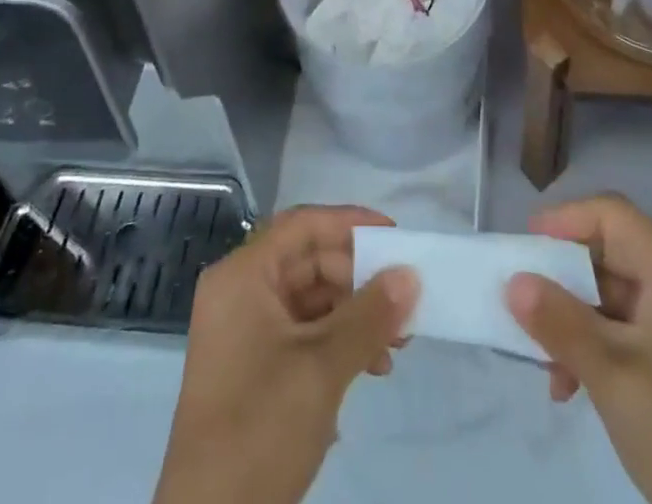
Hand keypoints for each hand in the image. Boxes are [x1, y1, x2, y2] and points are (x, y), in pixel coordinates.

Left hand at [153, 205, 417, 503]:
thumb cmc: (260, 428)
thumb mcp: (322, 368)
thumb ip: (369, 315)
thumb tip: (411, 274)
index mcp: (243, 276)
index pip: (302, 225)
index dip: (350, 223)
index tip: (395, 237)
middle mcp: (240, 292)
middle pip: (309, 261)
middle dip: (359, 279)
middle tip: (404, 302)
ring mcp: (245, 331)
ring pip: (311, 298)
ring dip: (355, 315)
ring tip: (396, 345)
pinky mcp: (254, 367)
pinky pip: (304, 332)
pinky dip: (338, 342)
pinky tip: (370, 368)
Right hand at [505, 194, 651, 503]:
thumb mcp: (614, 377)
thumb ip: (559, 322)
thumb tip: (513, 281)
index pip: (610, 215)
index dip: (563, 221)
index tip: (521, 250)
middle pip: (609, 253)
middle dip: (562, 281)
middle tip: (522, 310)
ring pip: (613, 296)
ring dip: (574, 323)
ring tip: (547, 368)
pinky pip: (628, 331)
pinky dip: (596, 348)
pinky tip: (572, 388)